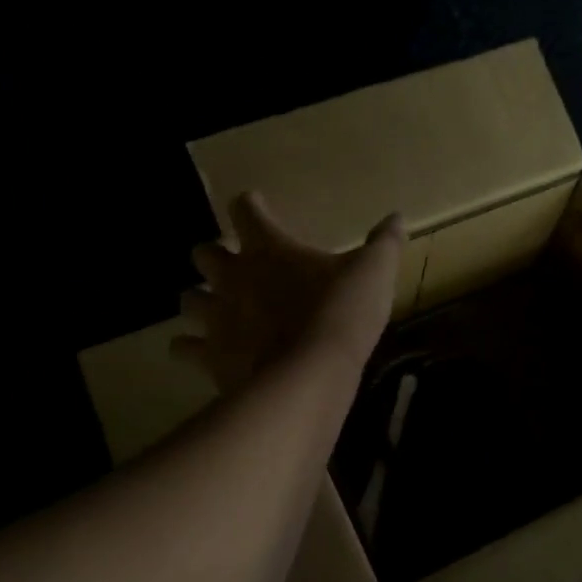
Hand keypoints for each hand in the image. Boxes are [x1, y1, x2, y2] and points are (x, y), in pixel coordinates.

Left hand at [173, 192, 404, 393]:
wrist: (311, 375)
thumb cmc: (342, 313)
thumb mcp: (374, 272)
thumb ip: (384, 243)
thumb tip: (397, 217)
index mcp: (268, 247)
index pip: (245, 209)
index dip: (251, 206)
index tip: (259, 210)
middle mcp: (233, 276)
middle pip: (203, 252)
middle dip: (215, 255)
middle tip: (236, 266)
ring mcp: (217, 316)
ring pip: (187, 298)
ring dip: (199, 299)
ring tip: (215, 307)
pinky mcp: (210, 355)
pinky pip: (184, 347)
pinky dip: (190, 347)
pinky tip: (204, 352)